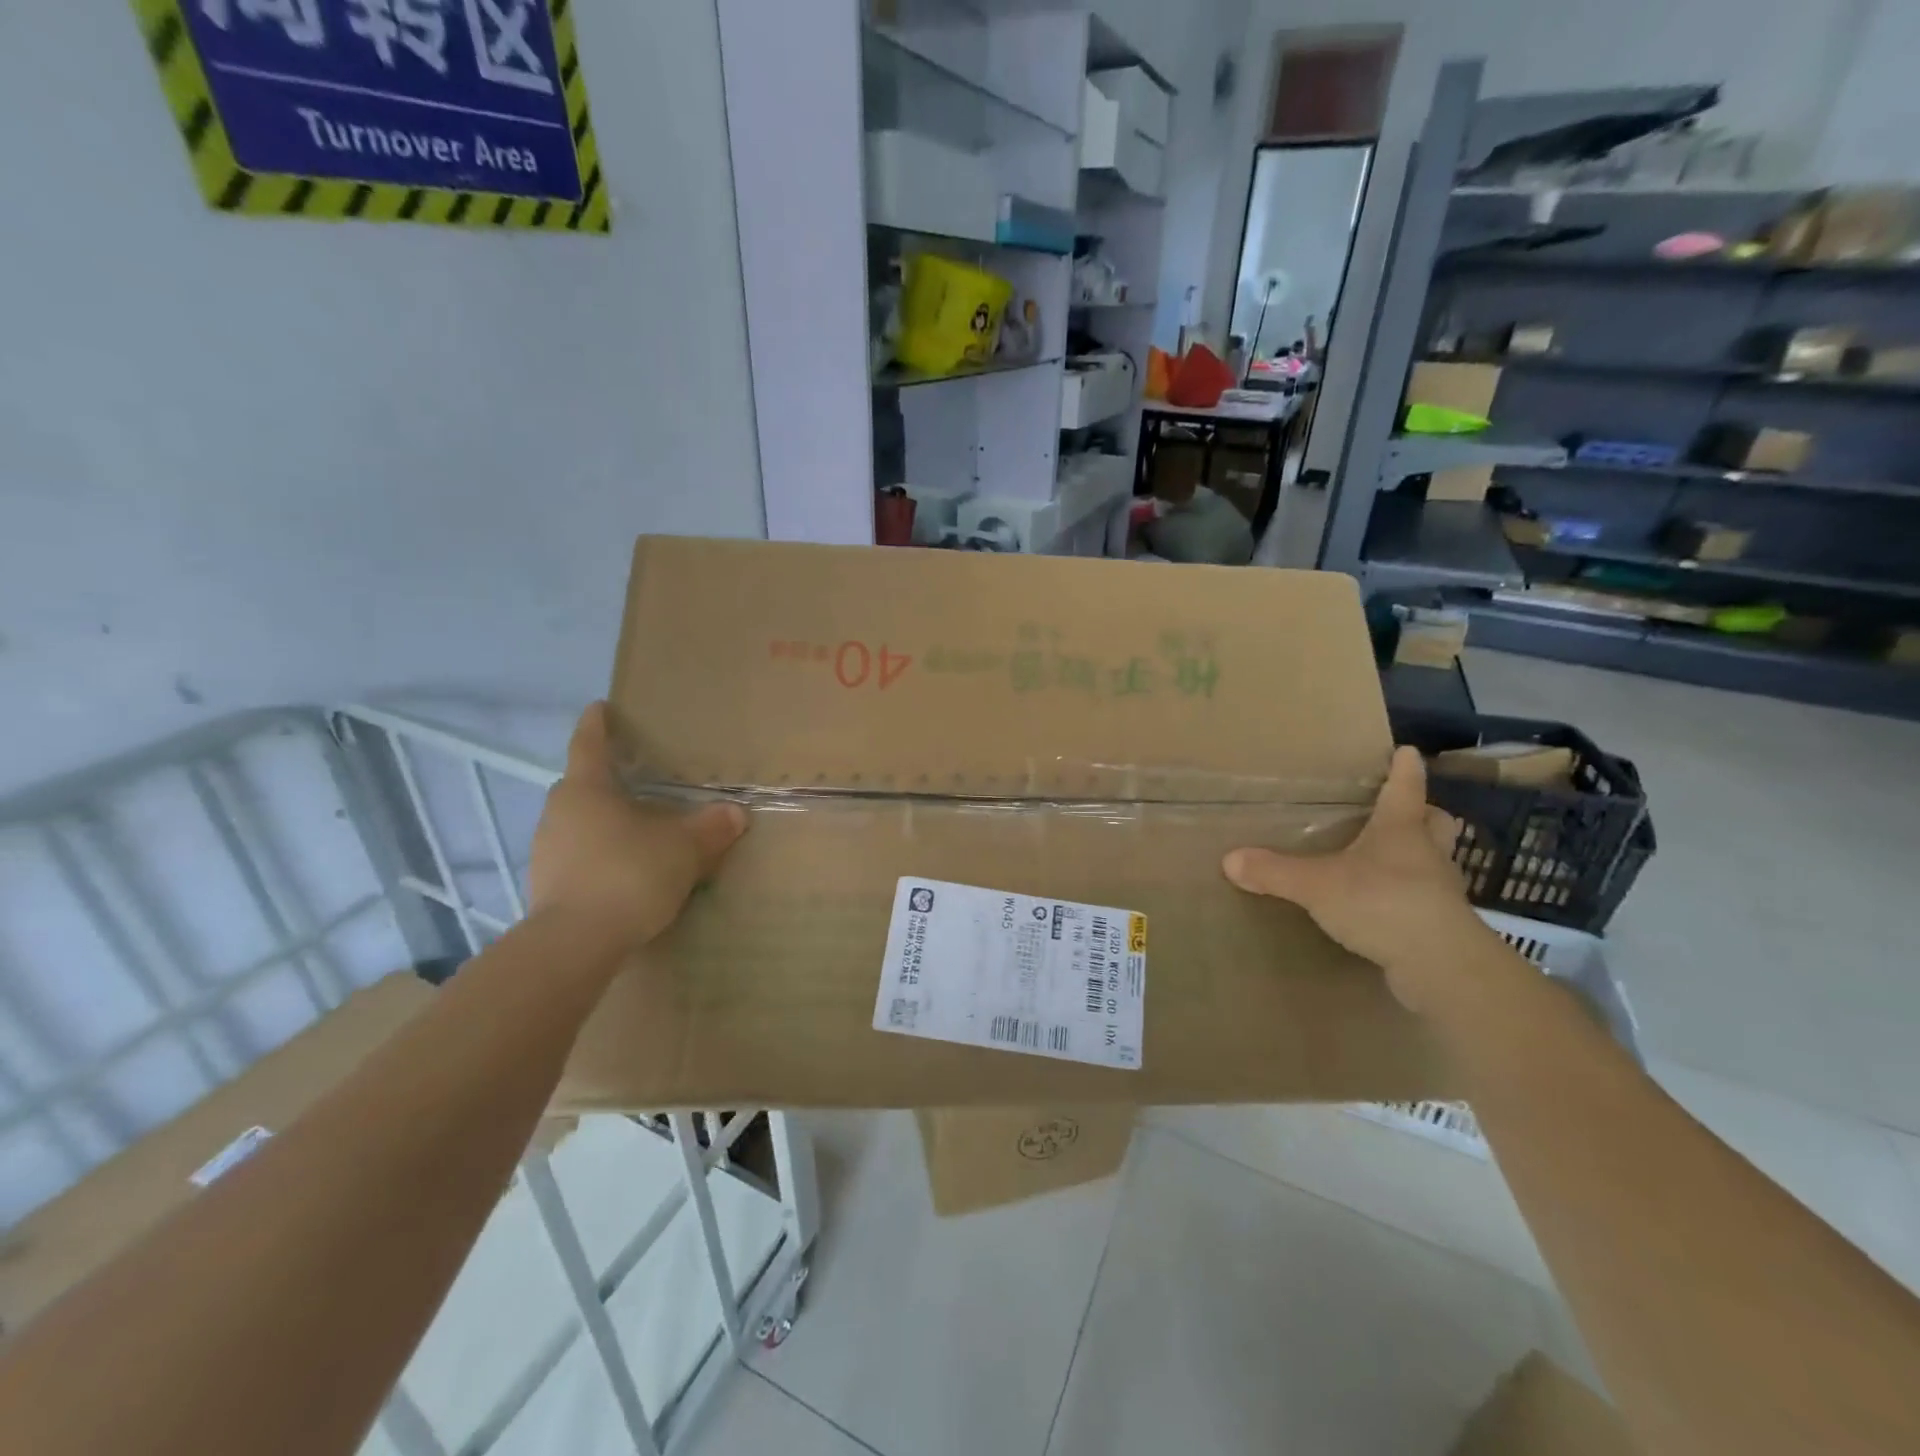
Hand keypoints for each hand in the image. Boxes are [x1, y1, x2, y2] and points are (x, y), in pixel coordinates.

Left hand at [529, 703, 747, 949]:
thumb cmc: (629, 874)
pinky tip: (624, 871)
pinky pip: (576, 856)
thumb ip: (711, 828)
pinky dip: (598, 854)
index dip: (597, 724)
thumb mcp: (684, 849)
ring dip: (604, 822)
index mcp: (586, 790)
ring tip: (637, 832)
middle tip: (637, 781)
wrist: (576, 944)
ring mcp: (546, 850)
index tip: (600, 707)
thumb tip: (736, 813)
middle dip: (607, 781)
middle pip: (582, 786)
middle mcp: (559, 813)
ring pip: (578, 823)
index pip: (589, 744)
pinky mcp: (545, 886)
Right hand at [1221, 747, 1490, 1012]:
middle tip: (1404, 812)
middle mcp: (1427, 853)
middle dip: (1423, 814)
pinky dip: (1409, 897)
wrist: (1441, 966)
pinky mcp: (1441, 925)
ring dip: (1419, 857)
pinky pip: (1426, 900)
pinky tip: (1386, 906)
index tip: (1408, 751)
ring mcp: (1439, 890)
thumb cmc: (1382, 904)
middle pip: (1435, 822)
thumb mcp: (1317, 885)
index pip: (1405, 788)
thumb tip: (1228, 859)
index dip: (1405, 768)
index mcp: (1400, 830)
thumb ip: (1274, 871)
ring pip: (1434, 861)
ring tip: (1389, 860)